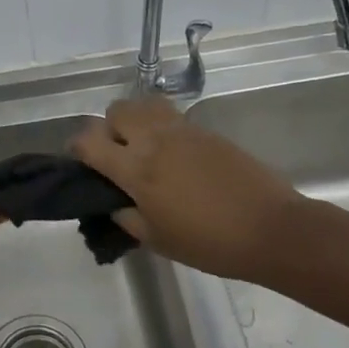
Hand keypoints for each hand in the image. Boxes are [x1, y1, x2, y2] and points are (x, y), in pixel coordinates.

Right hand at [69, 97, 298, 281]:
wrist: (271, 229)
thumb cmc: (209, 243)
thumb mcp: (157, 240)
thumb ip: (127, 217)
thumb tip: (115, 202)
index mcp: (136, 169)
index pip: (89, 141)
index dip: (77, 148)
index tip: (82, 163)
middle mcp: (154, 140)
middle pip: (115, 111)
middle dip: (108, 128)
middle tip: (117, 154)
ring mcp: (183, 131)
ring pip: (144, 104)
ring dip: (136, 120)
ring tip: (145, 147)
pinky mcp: (206, 131)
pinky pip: (172, 117)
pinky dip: (162, 128)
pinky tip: (175, 157)